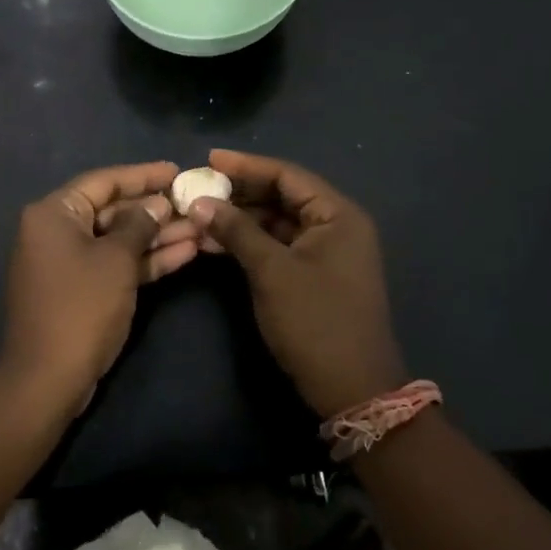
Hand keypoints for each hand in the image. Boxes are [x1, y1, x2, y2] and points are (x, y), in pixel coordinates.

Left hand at [1, 161, 199, 408]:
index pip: (103, 181)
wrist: (48, 378)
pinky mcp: (82, 289)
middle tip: (194, 203)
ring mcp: (69, 262)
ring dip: (157, 235)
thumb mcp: (116, 260)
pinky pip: (115, 263)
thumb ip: (138, 225)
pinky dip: (145, 260)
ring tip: (201, 228)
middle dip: (155, 209)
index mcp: (54, 213)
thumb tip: (156, 204)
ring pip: (119, 239)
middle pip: (112, 210)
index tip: (176, 170)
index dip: (142, 175)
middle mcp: (57, 231)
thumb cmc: (81, 307)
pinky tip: (186, 252)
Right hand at [188, 150, 406, 417]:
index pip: (287, 175)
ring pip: (277, 222)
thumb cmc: (315, 322)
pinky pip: (278, 245)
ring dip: (240, 219)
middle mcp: (336, 225)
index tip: (208, 160)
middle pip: (282, 196)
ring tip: (199, 215)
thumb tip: (200, 202)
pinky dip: (250, 242)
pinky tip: (215, 243)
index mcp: (337, 215)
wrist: (352, 389)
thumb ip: (237, 231)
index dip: (246, 165)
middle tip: (198, 188)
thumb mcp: (272, 272)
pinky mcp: (314, 274)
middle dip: (240, 193)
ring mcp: (325, 251)